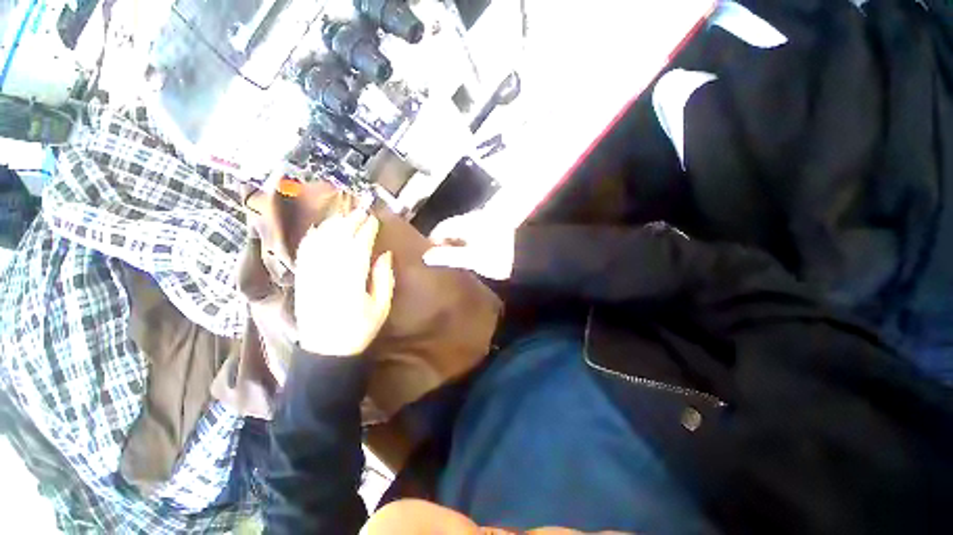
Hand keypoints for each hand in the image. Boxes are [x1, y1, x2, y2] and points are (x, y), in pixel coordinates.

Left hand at [295, 210, 394, 355]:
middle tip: (361, 212)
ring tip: (344, 215)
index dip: (366, 230)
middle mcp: (328, 274)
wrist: (325, 350)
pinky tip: (319, 228)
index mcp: (350, 282)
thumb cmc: (359, 329)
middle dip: (350, 222)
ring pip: (319, 241)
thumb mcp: (381, 307)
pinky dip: (312, 236)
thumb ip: (384, 279)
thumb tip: (385, 254)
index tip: (374, 220)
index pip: (358, 247)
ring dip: (331, 225)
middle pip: (337, 239)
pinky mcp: (301, 278)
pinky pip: (305, 251)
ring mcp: (311, 275)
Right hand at [422, 211, 514, 279]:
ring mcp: (486, 222)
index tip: (428, 253)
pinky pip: (474, 233)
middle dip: (444, 241)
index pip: (443, 226)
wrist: (529, 257)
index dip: (433, 239)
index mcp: (469, 221)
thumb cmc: (498, 257)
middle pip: (453, 227)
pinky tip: (469, 254)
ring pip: (464, 230)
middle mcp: (476, 217)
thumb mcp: (473, 259)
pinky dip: (467, 242)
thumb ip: (449, 256)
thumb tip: (426, 257)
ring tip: (453, 258)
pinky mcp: (494, 229)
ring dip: (456, 242)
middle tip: (439, 258)